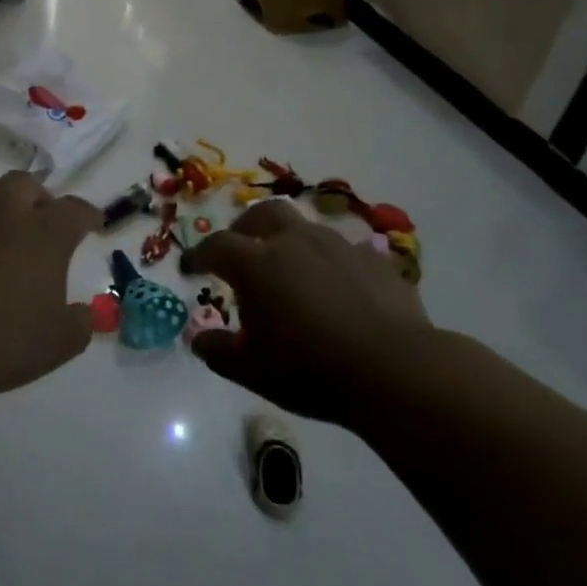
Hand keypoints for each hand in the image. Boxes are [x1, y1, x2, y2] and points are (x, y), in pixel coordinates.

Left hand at [0, 171, 102, 398]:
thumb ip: (79, 324)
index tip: (92, 225)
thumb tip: (84, 313)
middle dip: (35, 198)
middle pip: (23, 183)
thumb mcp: (56, 344)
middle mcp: (1, 212)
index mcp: (44, 234)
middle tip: (37, 222)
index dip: (87, 216)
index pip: (75, 210)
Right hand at [184, 200, 432, 422]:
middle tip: (241, 249)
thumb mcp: (251, 371)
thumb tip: (199, 339)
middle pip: (263, 214)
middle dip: (245, 228)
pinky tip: (336, 288)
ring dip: (290, 242)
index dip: (198, 255)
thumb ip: (219, 351)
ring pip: (306, 228)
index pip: (217, 245)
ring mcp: (339, 247)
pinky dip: (330, 263)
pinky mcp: (376, 261)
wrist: (395, 370)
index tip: (190, 268)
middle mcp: (295, 242)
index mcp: (257, 264)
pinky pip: (344, 251)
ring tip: (291, 272)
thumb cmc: (311, 370)